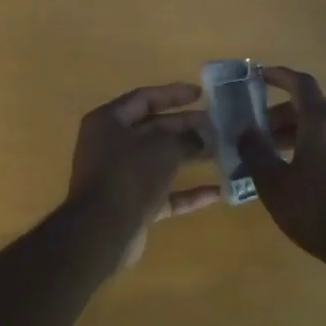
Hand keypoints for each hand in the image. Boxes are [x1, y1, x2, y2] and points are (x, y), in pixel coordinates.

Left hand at [69, 83, 218, 268]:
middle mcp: (110, 145)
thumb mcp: (162, 147)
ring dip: (188, 157)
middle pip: (153, 129)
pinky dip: (186, 192)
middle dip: (186, 127)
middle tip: (216, 124)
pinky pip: (163, 193)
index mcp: (108, 121)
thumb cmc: (130, 174)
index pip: (144, 98)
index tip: (201, 94)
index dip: (173, 94)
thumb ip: (185, 138)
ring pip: (159, 161)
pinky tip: (217, 193)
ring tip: (221, 152)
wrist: (103, 232)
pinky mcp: (131, 205)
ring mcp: (120, 177)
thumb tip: (202, 138)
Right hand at [241, 66, 325, 271]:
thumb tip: (245, 131)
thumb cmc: (318, 211)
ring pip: (321, 126)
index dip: (278, 76)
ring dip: (295, 132)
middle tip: (255, 129)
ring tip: (270, 153)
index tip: (258, 76)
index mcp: (322, 121)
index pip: (300, 83)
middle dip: (280, 113)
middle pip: (309, 106)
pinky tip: (295, 172)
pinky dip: (311, 145)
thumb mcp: (275, 185)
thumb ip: (256, 152)